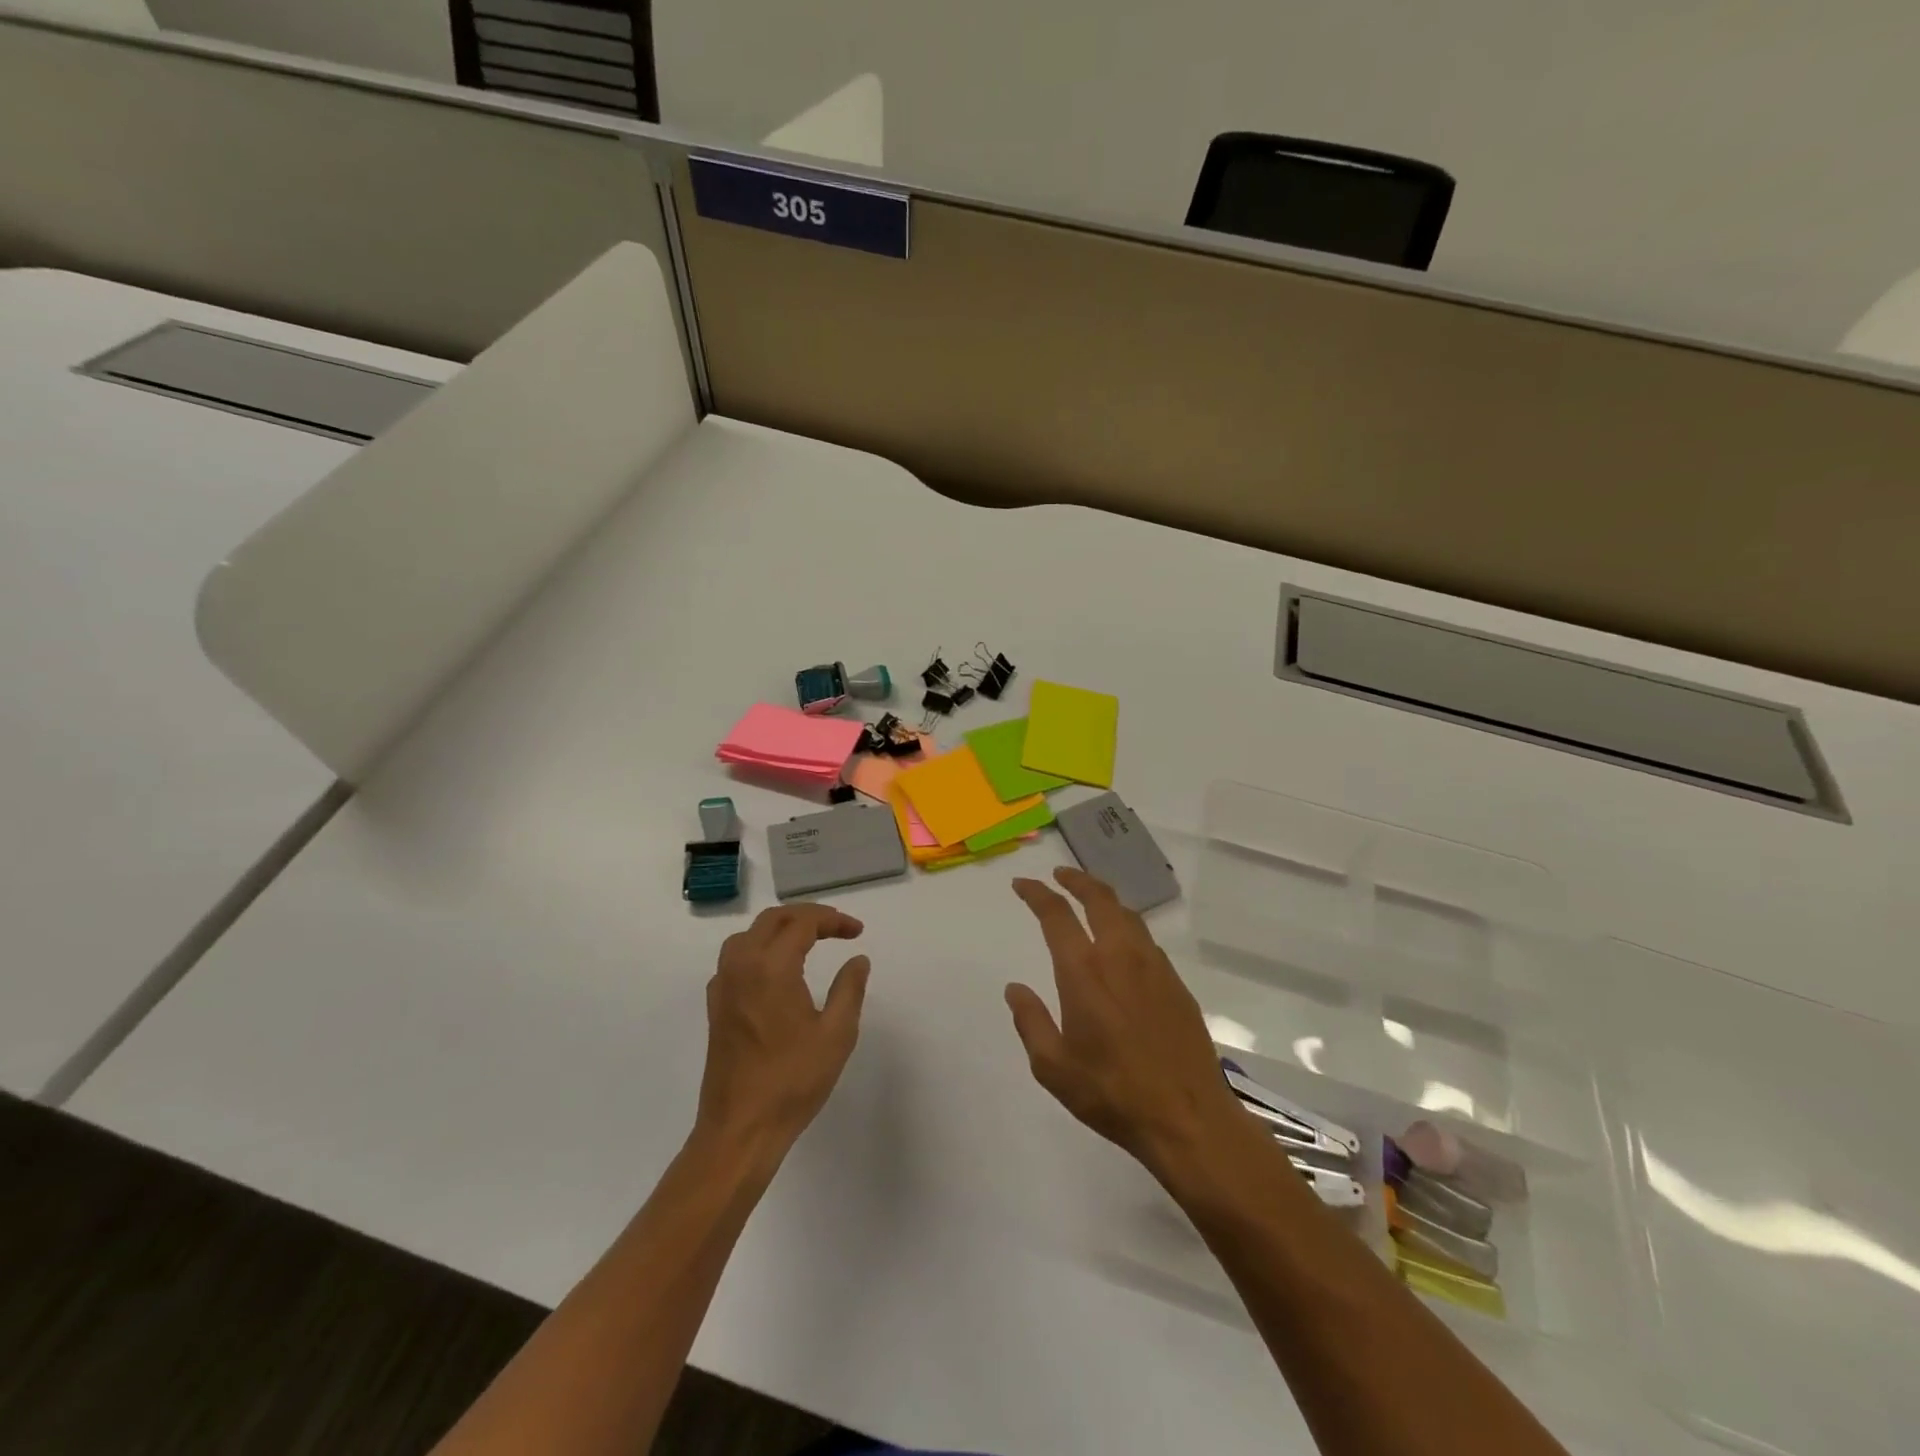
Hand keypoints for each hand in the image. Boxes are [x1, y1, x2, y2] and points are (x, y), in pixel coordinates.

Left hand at [697, 904, 870, 1166]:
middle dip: (808, 916)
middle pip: (773, 919)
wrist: (740, 1129)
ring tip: (809, 940)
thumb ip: (850, 989)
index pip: (803, 923)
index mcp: (771, 968)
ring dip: (780, 928)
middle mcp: (741, 966)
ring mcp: (723, 986)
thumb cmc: (792, 1081)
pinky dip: (760, 949)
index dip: (833, 920)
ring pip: (749, 935)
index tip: (857, 931)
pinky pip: (735, 958)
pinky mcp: (716, 1006)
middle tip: (838, 928)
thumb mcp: (836, 1034)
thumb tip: (857, 959)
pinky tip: (777, 970)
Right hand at [1006, 867, 1245, 1178]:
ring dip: (1104, 898)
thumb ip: (1030, 1022)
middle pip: (1098, 898)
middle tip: (1059, 876)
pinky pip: (1147, 938)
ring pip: (1127, 913)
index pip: (1056, 915)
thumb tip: (1015, 989)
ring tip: (1090, 899)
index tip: (1023, 885)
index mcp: (1084, 971)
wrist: (1187, 1117)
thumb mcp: (1053, 1067)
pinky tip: (1122, 942)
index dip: (1036, 894)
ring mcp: (1153, 966)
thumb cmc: (1112, 1092)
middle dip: (1076, 880)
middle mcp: (1119, 956)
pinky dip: (1127, 925)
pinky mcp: (1176, 982)